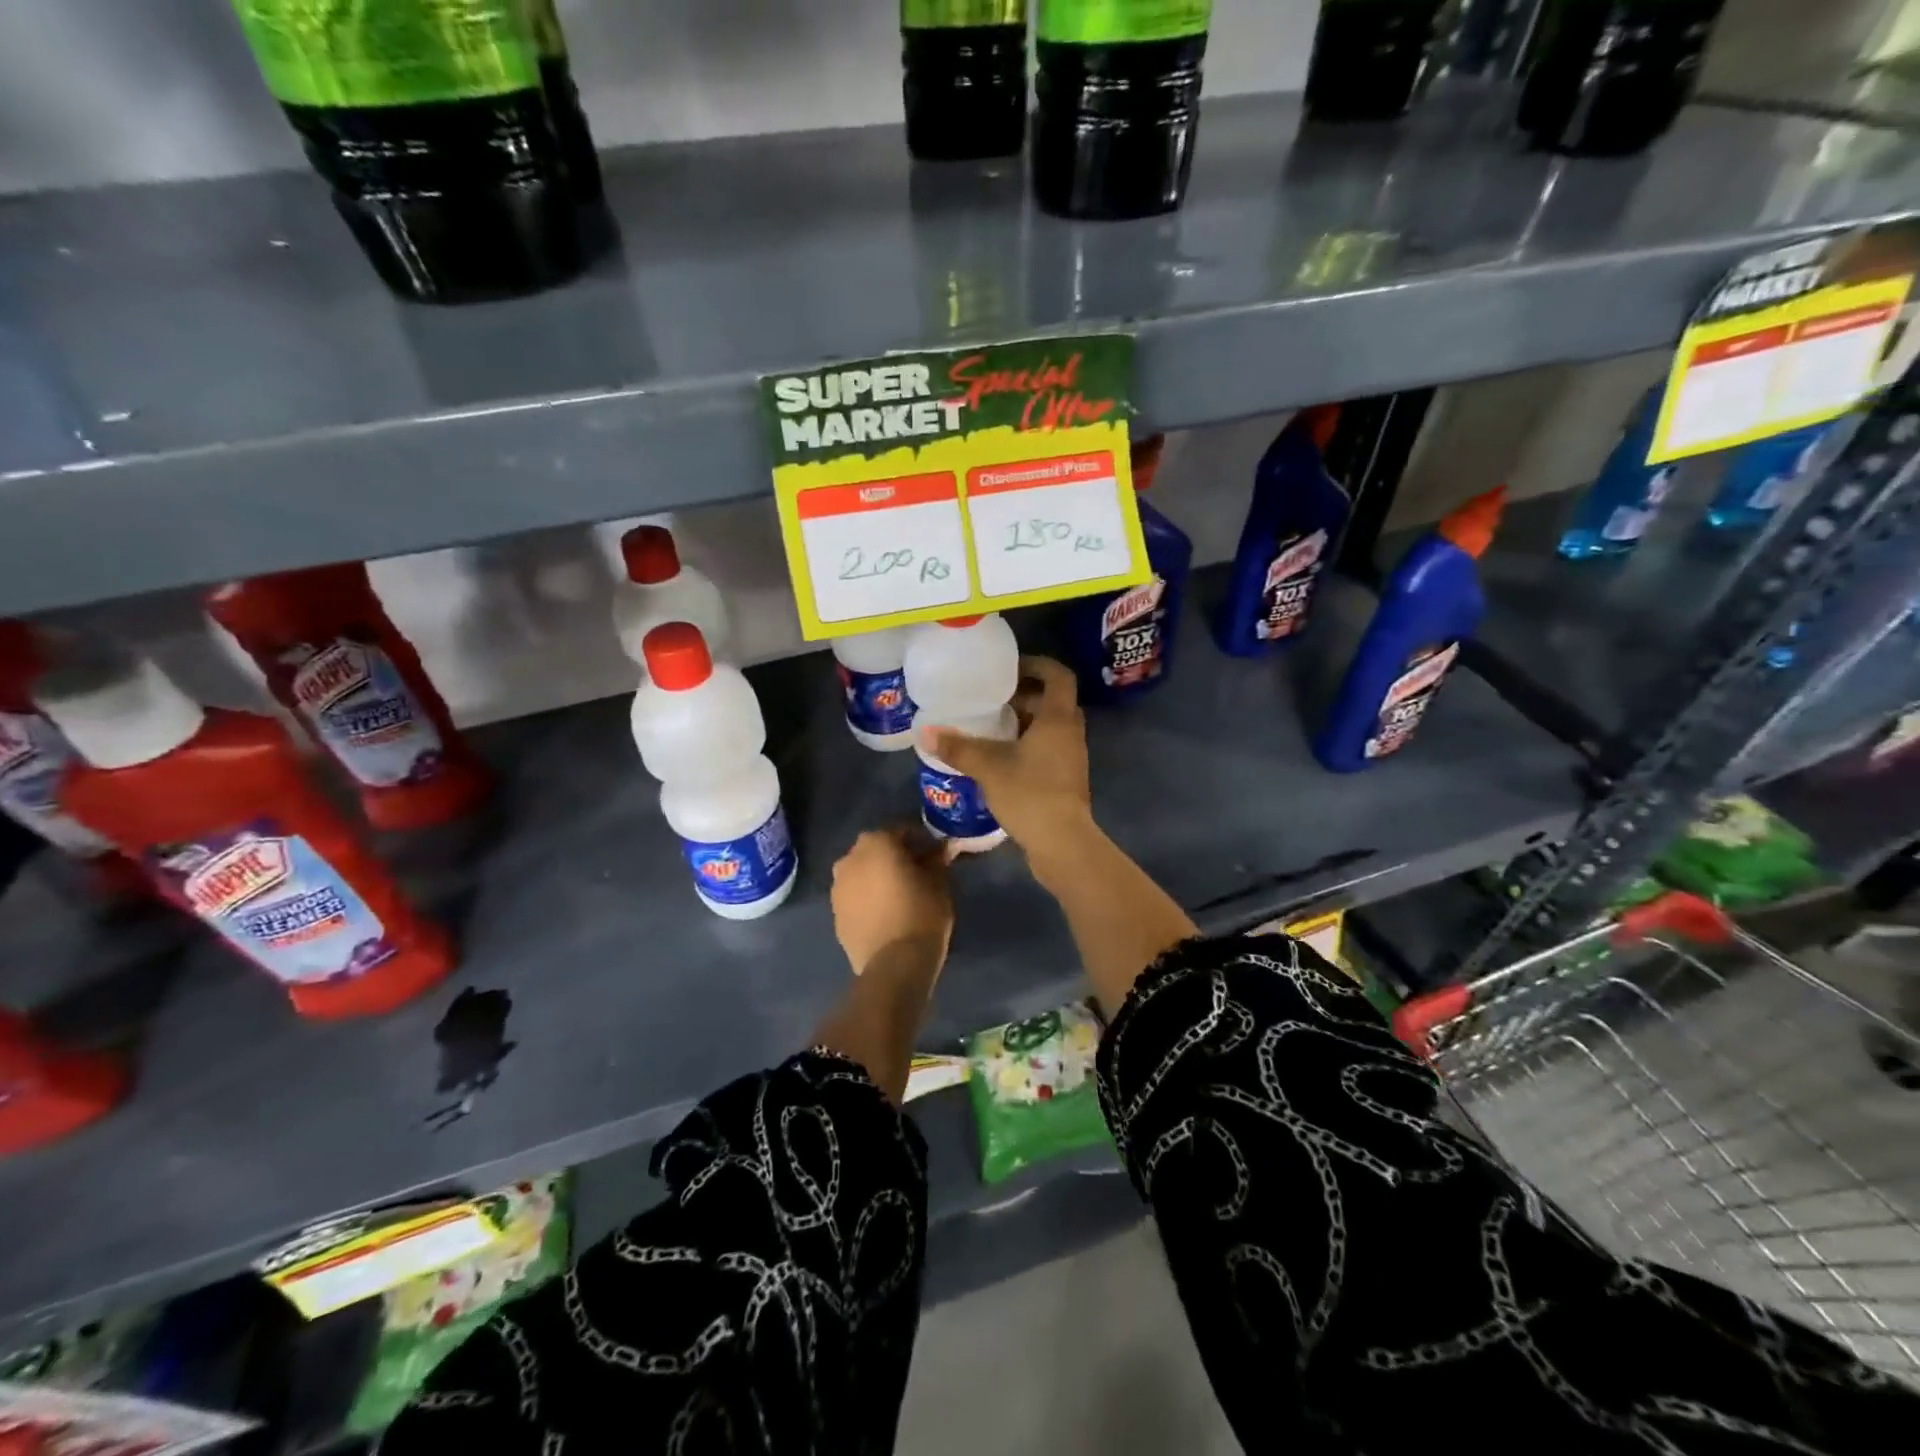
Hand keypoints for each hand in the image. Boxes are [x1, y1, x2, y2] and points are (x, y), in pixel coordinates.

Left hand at [830, 824, 954, 977]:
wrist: (894, 964)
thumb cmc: (922, 913)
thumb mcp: (939, 882)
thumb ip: (937, 860)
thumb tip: (943, 849)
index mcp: (876, 842)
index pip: (902, 831)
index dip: (921, 841)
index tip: (936, 854)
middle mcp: (850, 858)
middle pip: (877, 850)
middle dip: (896, 857)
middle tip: (918, 873)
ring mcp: (837, 888)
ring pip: (862, 874)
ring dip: (878, 878)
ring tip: (900, 895)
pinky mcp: (835, 915)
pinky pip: (855, 898)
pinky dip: (868, 900)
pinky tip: (886, 914)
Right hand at [923, 655, 1092, 859]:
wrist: (1062, 844)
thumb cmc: (1030, 794)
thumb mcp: (989, 767)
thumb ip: (958, 748)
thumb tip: (924, 732)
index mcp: (1058, 719)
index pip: (1058, 676)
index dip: (1037, 665)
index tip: (1009, 667)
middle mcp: (1070, 733)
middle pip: (1052, 701)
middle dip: (1024, 695)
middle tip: (991, 698)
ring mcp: (1071, 758)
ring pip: (1049, 728)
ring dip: (1024, 722)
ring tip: (989, 726)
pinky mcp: (1065, 781)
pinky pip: (1047, 750)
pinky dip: (1026, 746)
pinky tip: (998, 758)